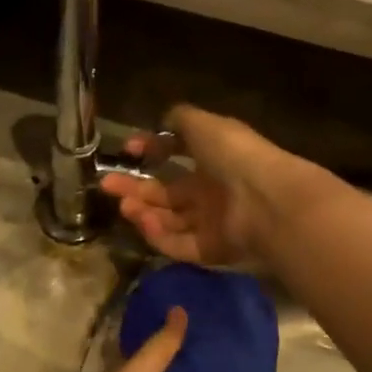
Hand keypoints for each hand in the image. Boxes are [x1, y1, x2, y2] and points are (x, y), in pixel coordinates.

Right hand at [100, 105, 310, 268]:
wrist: (265, 200)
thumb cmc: (234, 154)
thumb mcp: (204, 124)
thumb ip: (180, 120)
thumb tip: (163, 122)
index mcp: (213, 157)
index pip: (177, 154)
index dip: (151, 150)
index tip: (127, 150)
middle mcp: (212, 190)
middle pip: (166, 192)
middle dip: (135, 187)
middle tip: (106, 184)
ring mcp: (212, 222)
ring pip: (169, 219)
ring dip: (143, 212)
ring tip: (122, 205)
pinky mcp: (211, 251)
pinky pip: (178, 244)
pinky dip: (159, 235)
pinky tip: (143, 221)